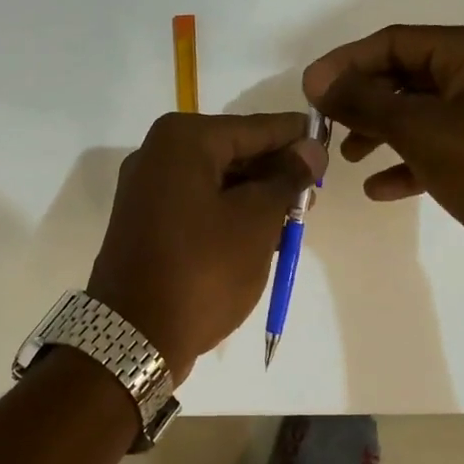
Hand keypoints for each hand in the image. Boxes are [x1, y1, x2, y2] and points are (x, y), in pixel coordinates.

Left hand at [87, 113, 327, 382]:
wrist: (133, 336)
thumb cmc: (203, 270)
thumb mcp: (256, 221)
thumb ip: (287, 178)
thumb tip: (310, 148)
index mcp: (182, 139)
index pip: (255, 127)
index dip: (295, 136)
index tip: (330, 144)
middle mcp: (157, 152)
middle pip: (233, 150)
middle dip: (275, 170)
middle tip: (313, 192)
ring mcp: (146, 187)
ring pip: (216, 178)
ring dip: (254, 194)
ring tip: (293, 217)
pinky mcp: (144, 219)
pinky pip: (197, 201)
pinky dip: (228, 211)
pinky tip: (259, 232)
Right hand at [302, 25, 463, 294]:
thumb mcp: (421, 130)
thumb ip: (364, 101)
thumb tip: (317, 79)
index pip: (395, 42)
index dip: (347, 62)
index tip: (310, 90)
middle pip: (405, 76)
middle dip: (363, 100)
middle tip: (325, 124)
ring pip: (419, 113)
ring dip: (379, 131)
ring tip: (348, 157)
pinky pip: (436, 148)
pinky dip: (406, 162)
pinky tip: (379, 188)